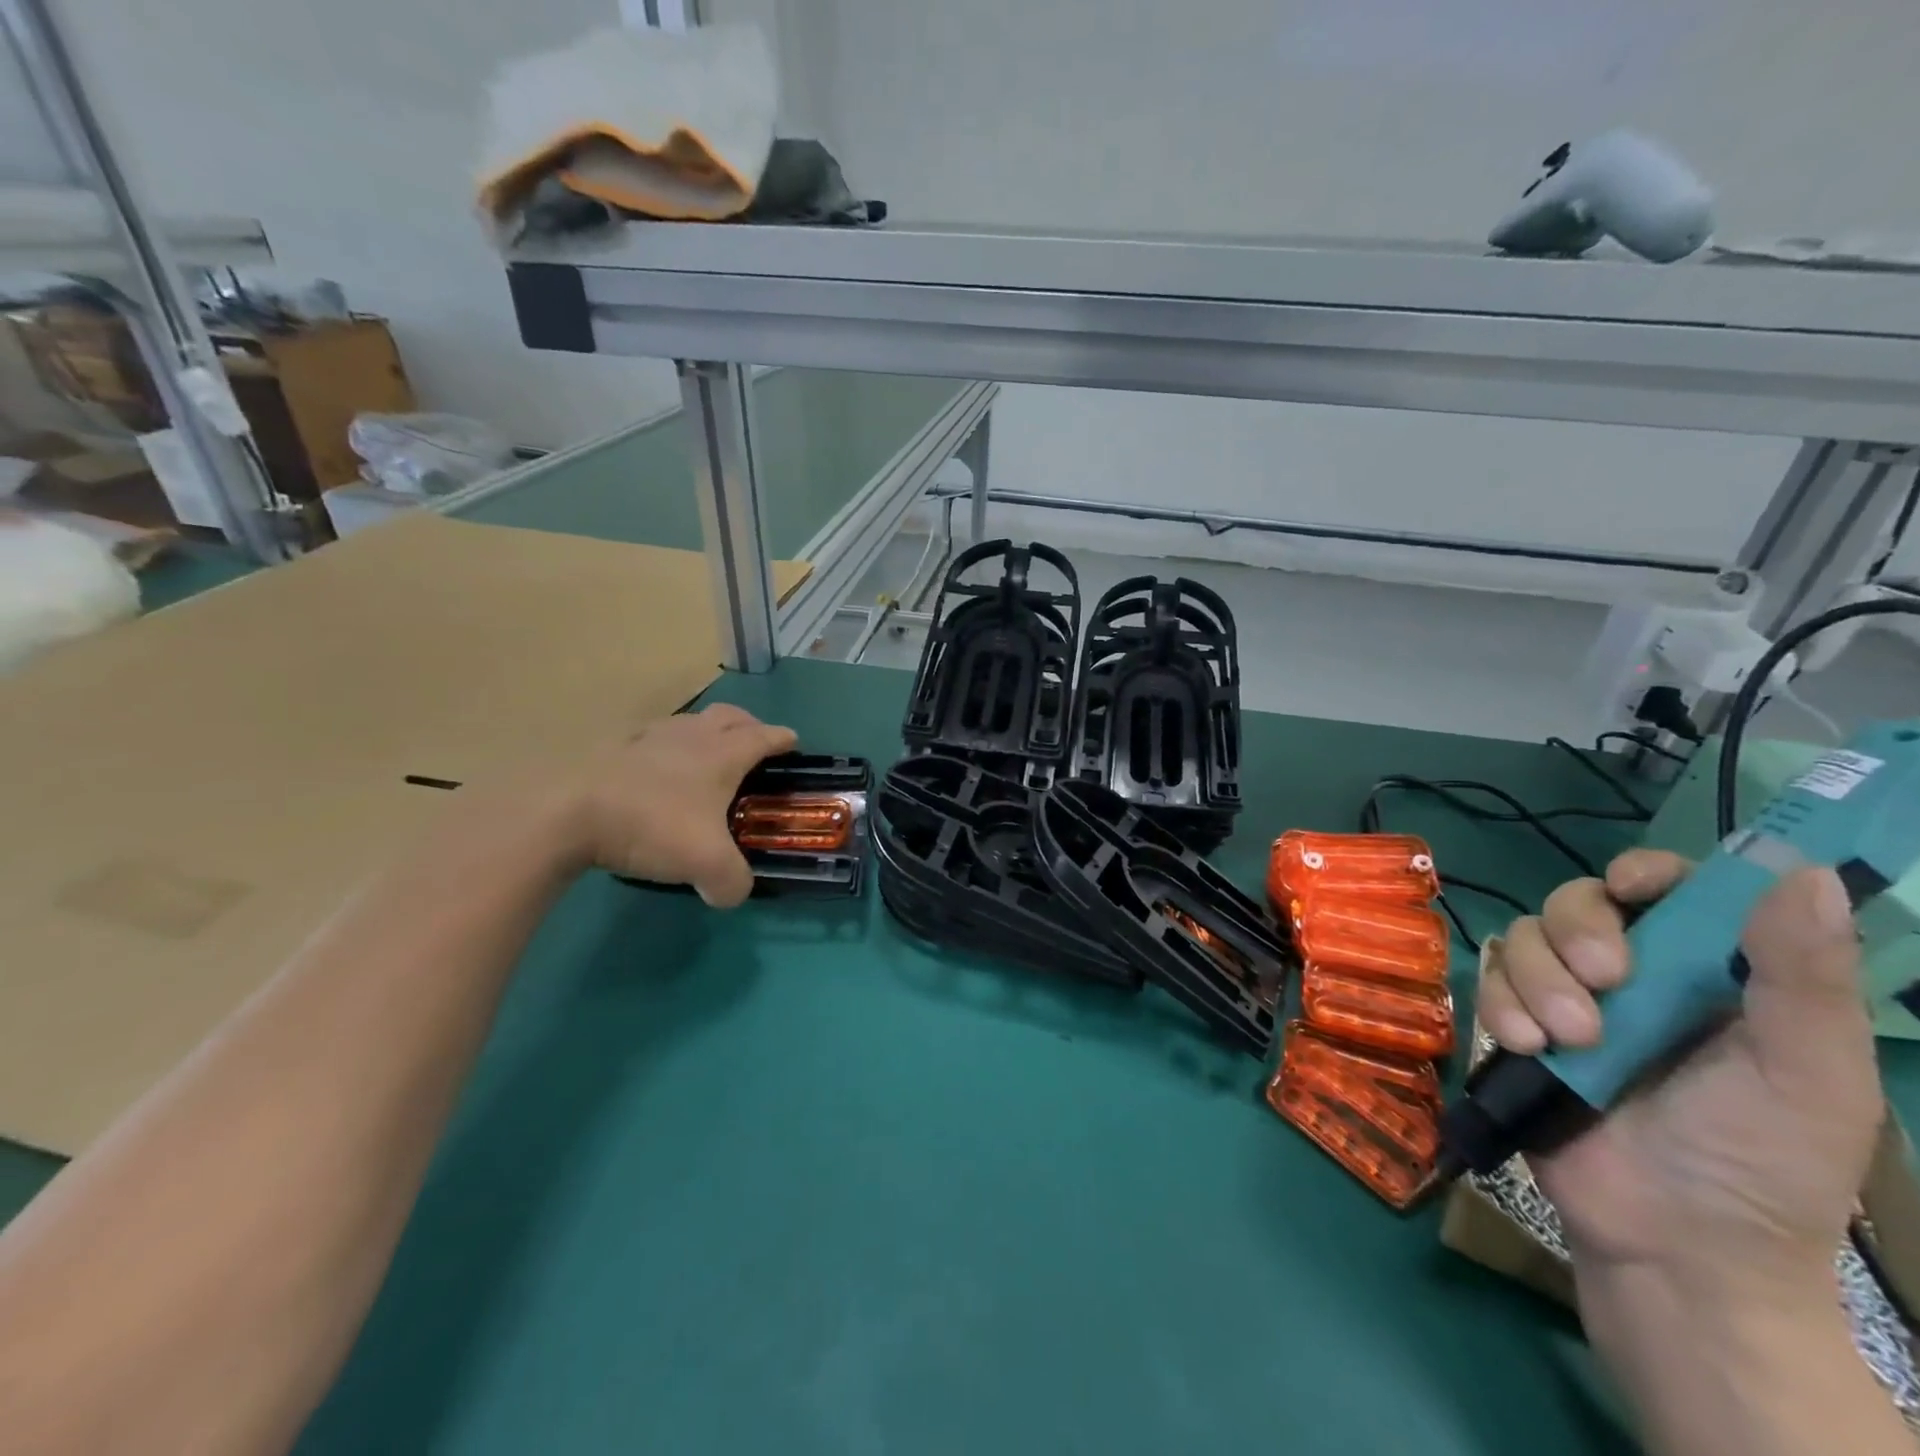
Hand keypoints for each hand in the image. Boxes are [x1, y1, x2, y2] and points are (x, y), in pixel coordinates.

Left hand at [569, 703, 796, 905]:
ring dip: (706, 732)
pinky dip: (665, 747)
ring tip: (705, 757)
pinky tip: (656, 770)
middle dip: (748, 725)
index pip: (764, 737)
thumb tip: (732, 893)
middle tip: (754, 744)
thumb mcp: (706, 865)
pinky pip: (651, 738)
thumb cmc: (652, 827)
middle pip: (729, 716)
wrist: (569, 814)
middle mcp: (691, 737)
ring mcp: (650, 737)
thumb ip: (732, 882)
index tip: (792, 743)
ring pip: (689, 722)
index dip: (782, 739)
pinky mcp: (614, 748)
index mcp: (722, 755)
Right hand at [1477, 849, 1882, 1302]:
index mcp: (1709, 972)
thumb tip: (1800, 872)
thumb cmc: (1763, 1162)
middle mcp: (1633, 973)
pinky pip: (1487, 984)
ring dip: (1538, 981)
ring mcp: (1566, 998)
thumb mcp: (1808, 1073)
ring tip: (1569, 1042)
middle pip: (1577, 902)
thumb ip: (1802, 976)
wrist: (1674, 1245)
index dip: (1642, 873)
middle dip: (1577, 932)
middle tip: (1604, 980)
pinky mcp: (1518, 1025)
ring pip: (1522, 938)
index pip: (1667, 889)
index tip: (1631, 889)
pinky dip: (1502, 1008)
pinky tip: (1528, 1049)